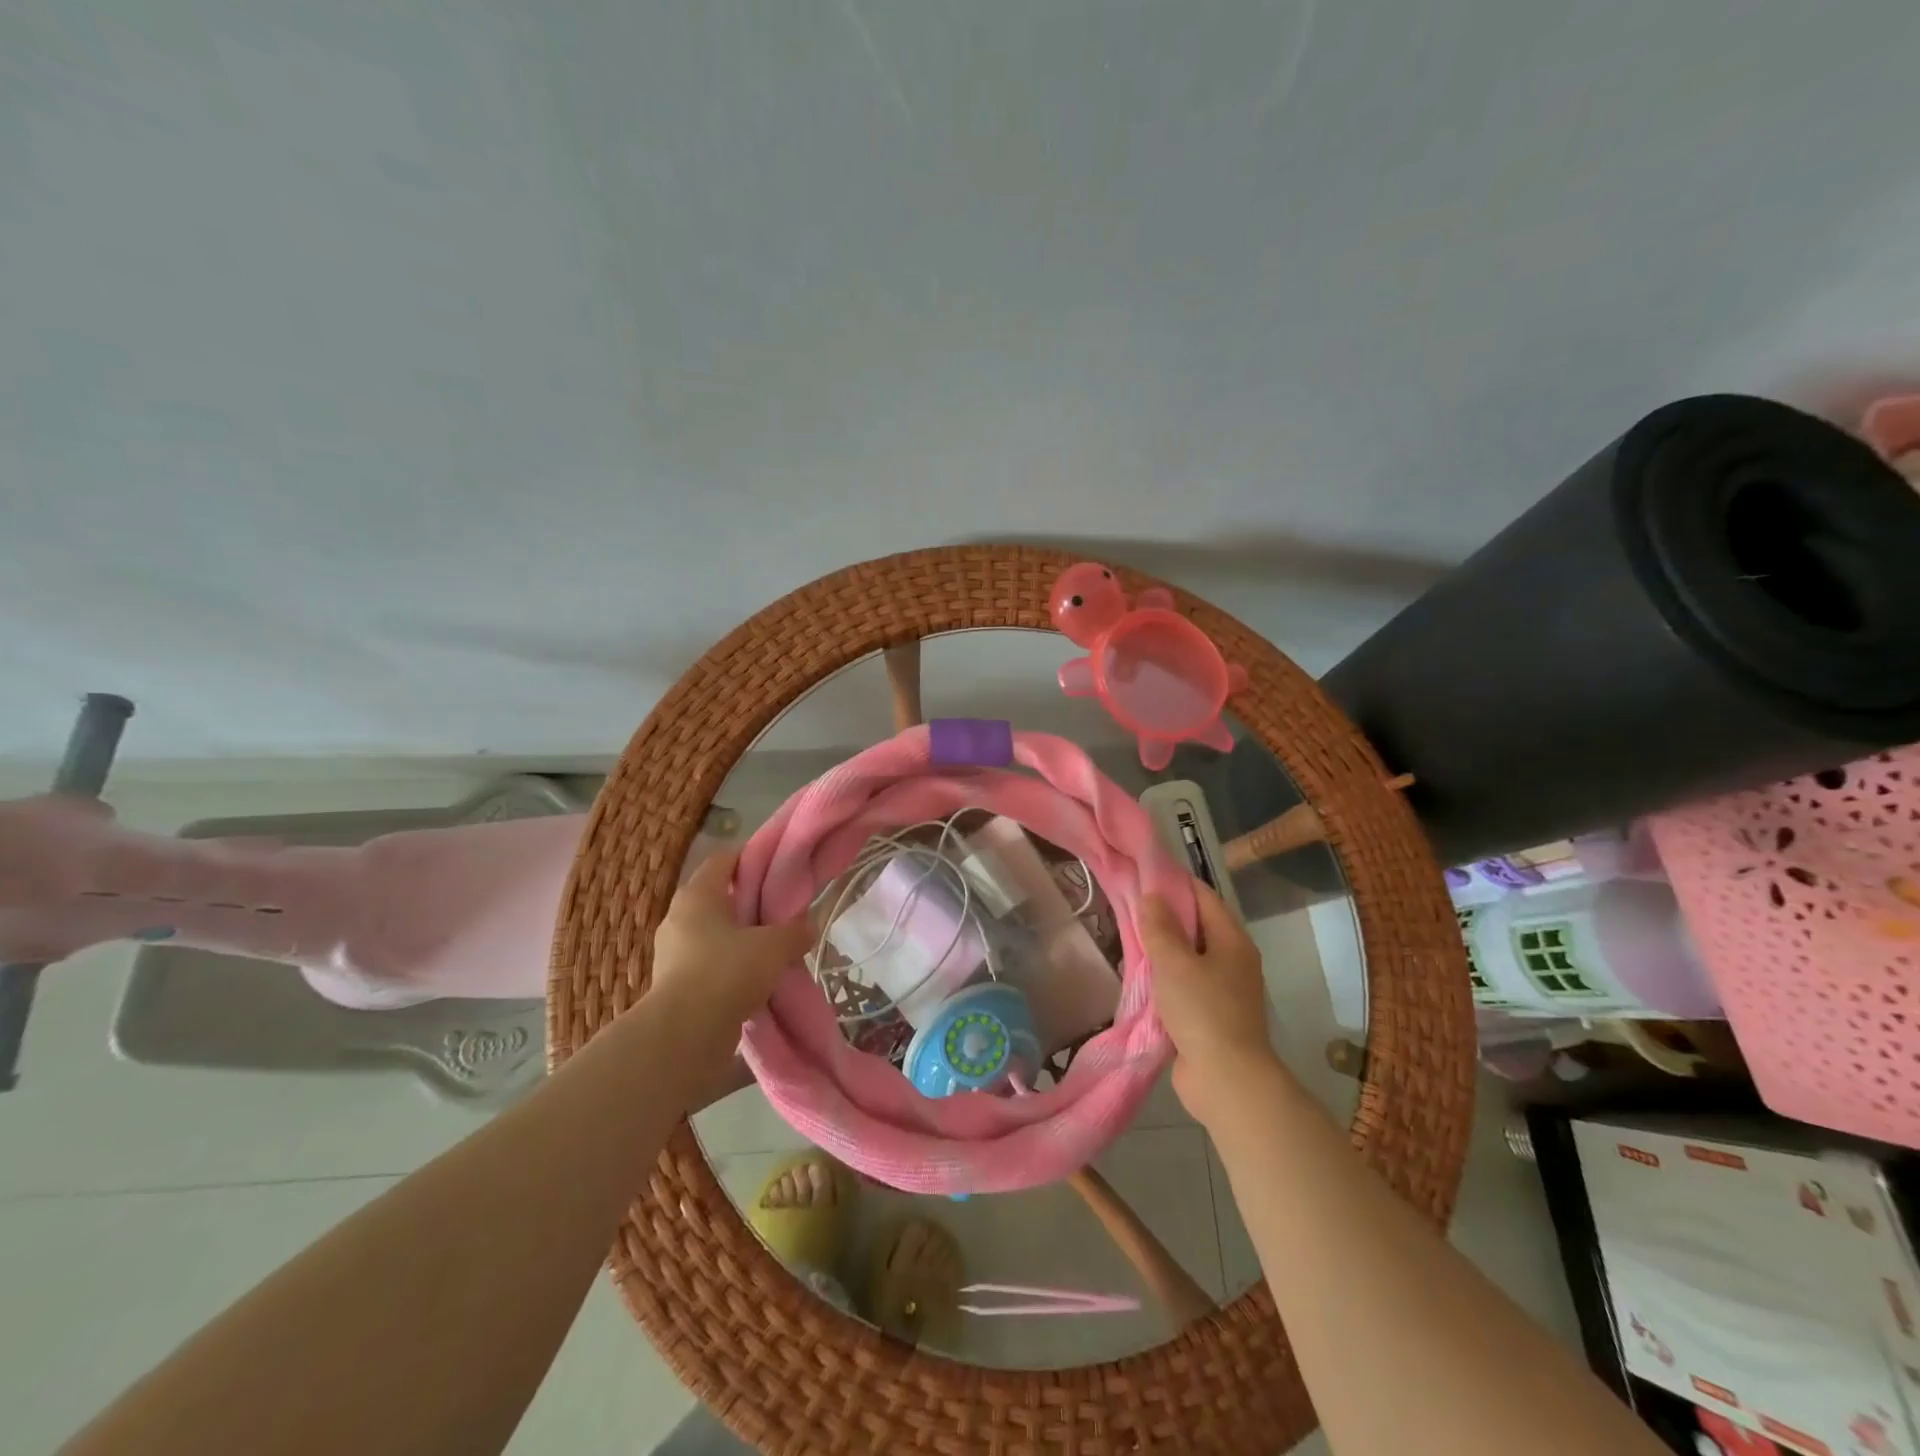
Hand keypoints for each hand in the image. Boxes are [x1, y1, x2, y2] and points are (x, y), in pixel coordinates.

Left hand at [647, 849, 812, 1060]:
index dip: (752, 858)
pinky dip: (732, 969)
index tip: (780, 867)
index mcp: (697, 895)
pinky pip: (710, 965)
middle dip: (751, 903)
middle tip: (783, 911)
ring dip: (742, 940)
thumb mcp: (773, 947)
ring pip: (715, 935)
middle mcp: (679, 918)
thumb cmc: (726, 972)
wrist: (684, 1037)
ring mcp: (672, 954)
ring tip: (775, 949)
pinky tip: (758, 981)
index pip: (724, 859)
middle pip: (720, 899)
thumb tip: (808, 926)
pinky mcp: (675, 986)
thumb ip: (794, 931)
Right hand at [1140, 879, 1280, 1121]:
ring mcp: (1224, 990)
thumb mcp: (1174, 962)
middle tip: (1128, 908)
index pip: (1203, 896)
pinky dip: (1165, 979)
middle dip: (1164, 917)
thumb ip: (1160, 927)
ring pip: (1188, 957)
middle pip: (1196, 926)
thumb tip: (1151, 896)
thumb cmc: (1203, 1011)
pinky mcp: (1211, 1016)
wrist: (1226, 1080)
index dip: (1174, 883)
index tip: (1142, 877)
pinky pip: (1185, 985)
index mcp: (1232, 940)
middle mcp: (1232, 960)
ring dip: (1162, 950)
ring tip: (1129, 940)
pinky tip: (1141, 978)